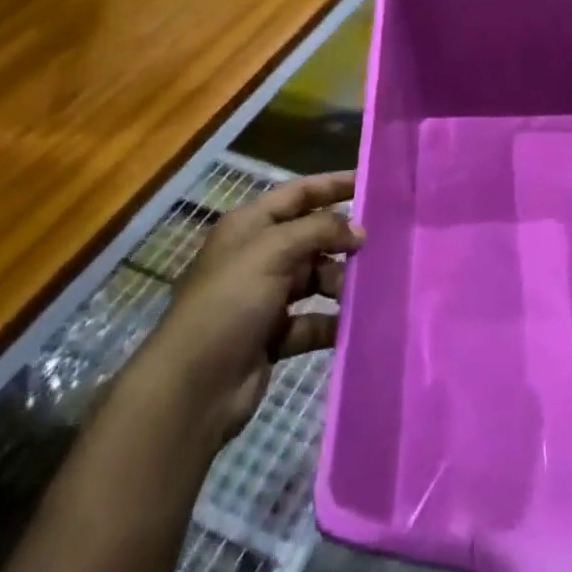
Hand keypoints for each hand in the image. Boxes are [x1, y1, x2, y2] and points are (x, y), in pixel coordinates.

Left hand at [150, 171, 362, 444]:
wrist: (193, 388)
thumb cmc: (229, 303)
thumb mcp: (273, 251)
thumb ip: (319, 230)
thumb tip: (358, 230)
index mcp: (250, 225)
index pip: (299, 193)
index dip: (333, 185)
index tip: (371, 184)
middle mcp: (258, 255)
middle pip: (311, 236)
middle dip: (342, 240)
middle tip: (378, 247)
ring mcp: (265, 296)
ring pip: (315, 278)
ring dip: (339, 282)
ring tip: (360, 291)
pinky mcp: (274, 334)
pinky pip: (313, 319)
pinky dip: (332, 320)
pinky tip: (354, 324)